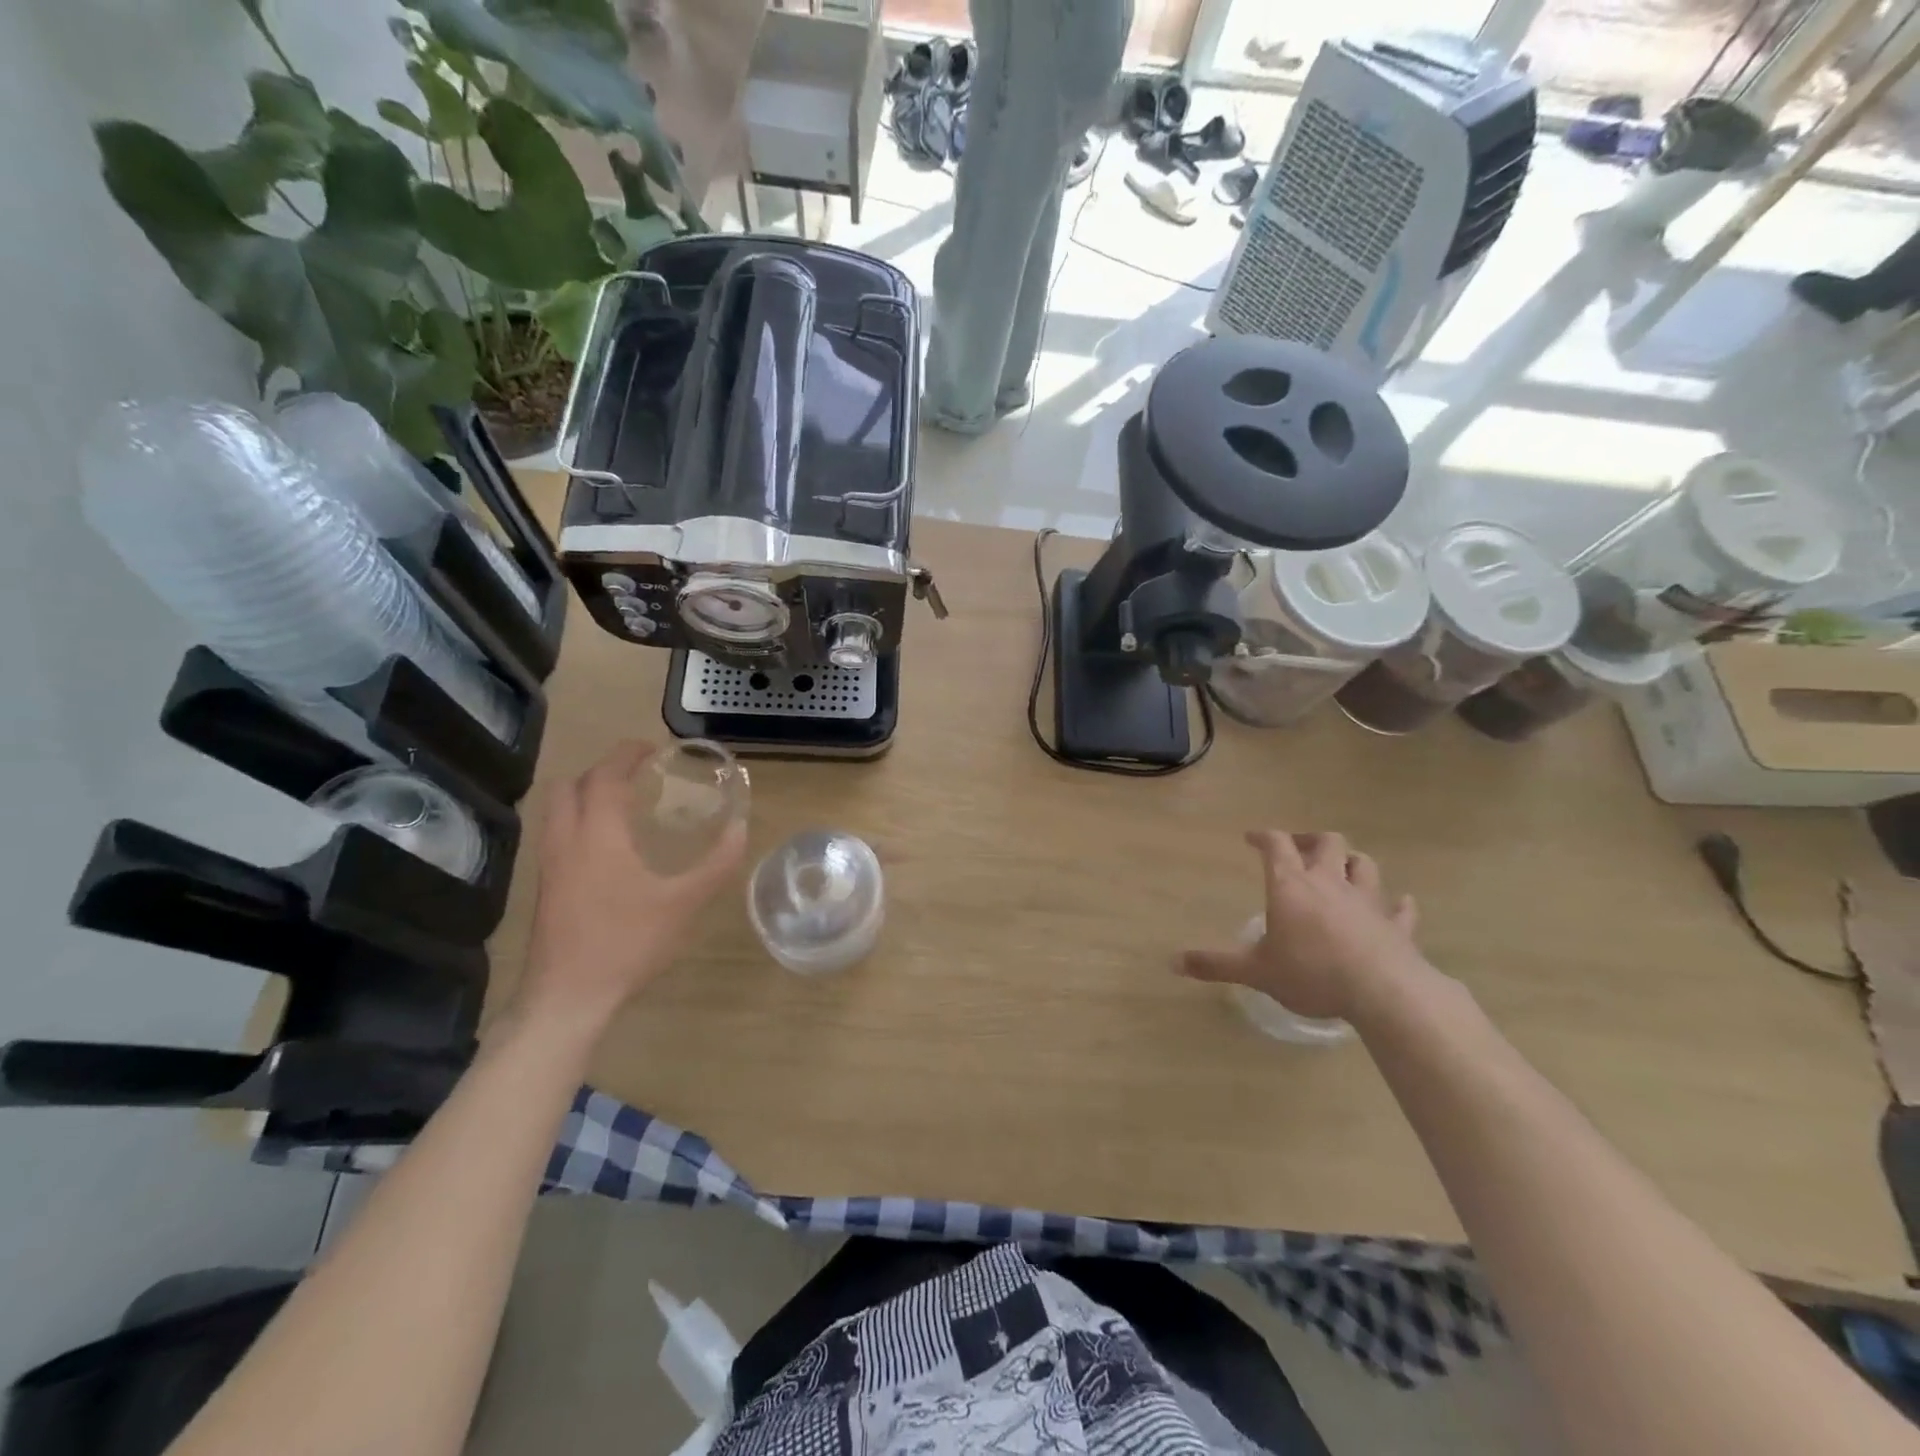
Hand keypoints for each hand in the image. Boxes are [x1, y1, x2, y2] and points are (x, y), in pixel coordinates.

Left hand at [519, 741, 746, 1036]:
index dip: (628, 754)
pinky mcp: (545, 887)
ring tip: (623, 805)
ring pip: (556, 809)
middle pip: (570, 784)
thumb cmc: (626, 942)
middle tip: (637, 775)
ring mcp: (549, 865)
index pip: (606, 775)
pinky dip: (579, 820)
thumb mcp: (683, 903)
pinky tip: (608, 846)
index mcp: (598, 834)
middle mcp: (566, 840)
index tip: (653, 748)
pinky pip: (557, 833)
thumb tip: (741, 829)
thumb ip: (716, 864)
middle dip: (602, 770)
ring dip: (586, 794)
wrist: (566, 997)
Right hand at [1179, 831, 1419, 1021]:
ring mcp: (1368, 901)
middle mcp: (1330, 883)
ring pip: (1364, 865)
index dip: (1263, 836)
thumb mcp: (1255, 972)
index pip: (1276, 845)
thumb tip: (1173, 962)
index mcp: (1291, 886)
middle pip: (1326, 842)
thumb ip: (1216, 965)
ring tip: (1342, 869)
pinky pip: (1401, 908)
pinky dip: (1397, 905)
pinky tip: (1398, 905)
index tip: (1252, 838)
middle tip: (1299, 849)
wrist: (1384, 992)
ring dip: (1352, 862)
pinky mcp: (1397, 925)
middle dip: (1311, 840)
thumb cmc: (1311, 973)